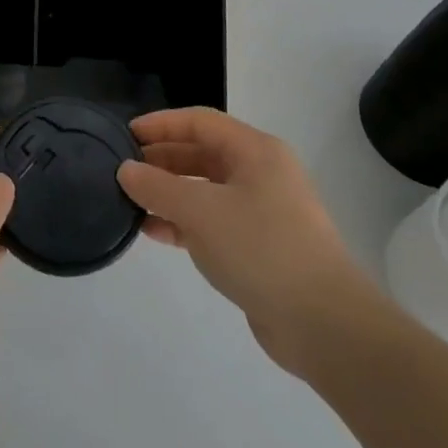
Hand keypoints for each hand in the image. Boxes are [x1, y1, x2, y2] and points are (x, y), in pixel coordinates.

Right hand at [117, 107, 383, 373]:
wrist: (324, 324)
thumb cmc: (261, 248)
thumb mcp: (201, 212)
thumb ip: (157, 187)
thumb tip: (126, 170)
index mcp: (256, 152)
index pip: (200, 122)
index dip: (161, 124)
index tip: (126, 135)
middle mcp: (261, 174)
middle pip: (202, 154)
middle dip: (162, 160)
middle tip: (123, 170)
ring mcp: (263, 212)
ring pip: (206, 190)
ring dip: (169, 194)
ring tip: (131, 202)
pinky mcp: (259, 247)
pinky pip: (213, 222)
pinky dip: (184, 223)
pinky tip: (154, 233)